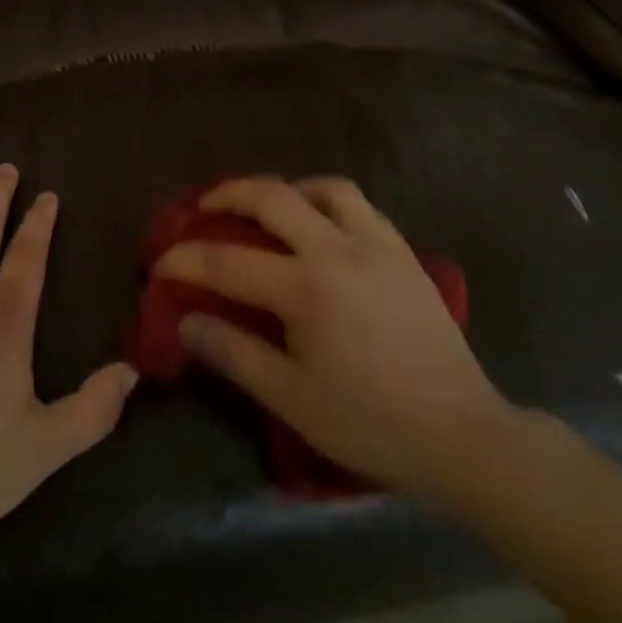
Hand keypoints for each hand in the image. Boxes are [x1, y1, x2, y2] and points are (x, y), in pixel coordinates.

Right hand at [153, 177, 510, 495]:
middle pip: (273, 198)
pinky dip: (327, 201)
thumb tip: (186, 321)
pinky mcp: (403, 251)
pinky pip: (359, 205)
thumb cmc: (370, 422)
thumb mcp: (292, 398)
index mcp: (307, 287)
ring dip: (286, 190)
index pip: (228, 262)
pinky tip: (320, 225)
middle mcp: (338, 249)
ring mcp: (376, 244)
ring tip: (268, 208)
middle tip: (204, 205)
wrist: (461, 434)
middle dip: (228, 194)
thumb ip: (234, 353)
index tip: (160, 264)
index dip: (185, 260)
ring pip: (324, 188)